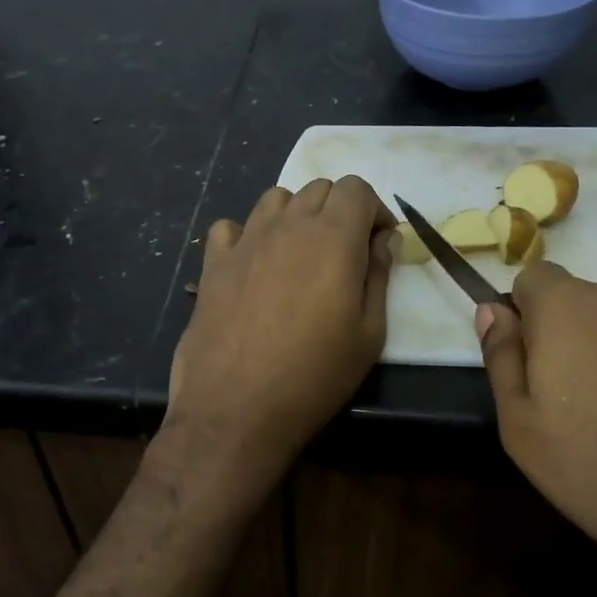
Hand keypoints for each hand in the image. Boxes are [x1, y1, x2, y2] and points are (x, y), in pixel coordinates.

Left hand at [167, 177, 394, 479]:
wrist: (236, 408)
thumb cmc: (314, 376)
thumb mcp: (369, 334)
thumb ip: (379, 276)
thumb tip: (383, 240)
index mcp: (332, 238)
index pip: (357, 188)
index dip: (374, 210)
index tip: (377, 244)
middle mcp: (287, 226)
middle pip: (319, 188)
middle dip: (339, 210)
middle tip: (345, 253)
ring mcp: (245, 241)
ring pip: (276, 198)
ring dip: (296, 215)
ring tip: (301, 254)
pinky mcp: (213, 263)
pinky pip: (231, 227)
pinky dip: (247, 235)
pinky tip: (254, 264)